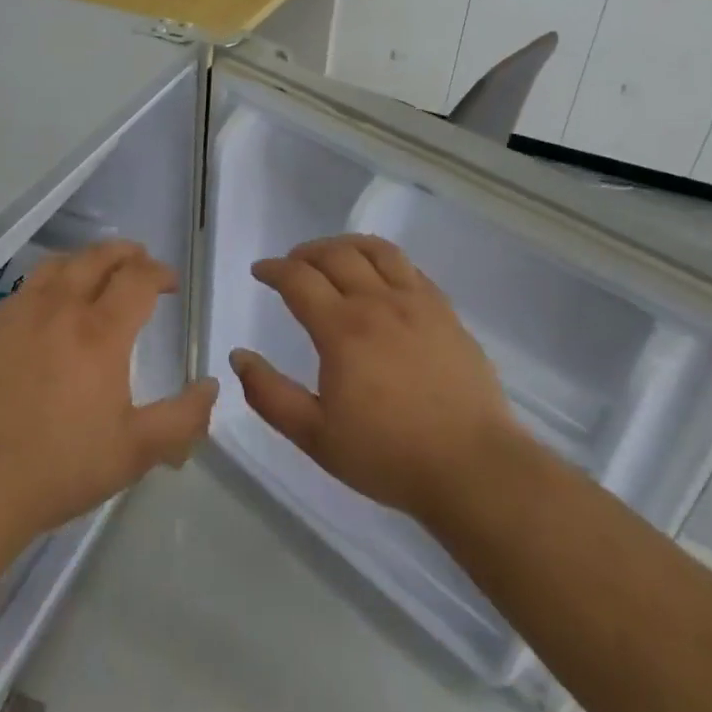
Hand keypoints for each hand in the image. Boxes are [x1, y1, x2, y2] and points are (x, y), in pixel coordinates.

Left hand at [0, 241, 219, 554]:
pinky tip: (48, 308)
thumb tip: (211, 386)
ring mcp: (18, 313)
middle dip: (125, 253)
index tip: (170, 283)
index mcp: (100, 332)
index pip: (138, 278)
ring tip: (96, 274)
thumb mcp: (136, 452)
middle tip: (139, 262)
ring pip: (57, 264)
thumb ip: (183, 418)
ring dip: (85, 260)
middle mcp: (60, 308)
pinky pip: (24, 288)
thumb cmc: (60, 468)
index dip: (160, 272)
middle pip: (97, 257)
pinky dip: (48, 284)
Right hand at [230, 235, 520, 524]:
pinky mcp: (446, 312)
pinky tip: (380, 276)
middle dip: (305, 253)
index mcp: (342, 329)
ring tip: (333, 255)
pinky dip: (384, 260)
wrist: (472, 467)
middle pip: (335, 255)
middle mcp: (378, 303)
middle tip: (291, 264)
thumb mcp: (315, 437)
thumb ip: (270, 395)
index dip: (274, 270)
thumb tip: (238, 357)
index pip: (299, 279)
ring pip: (376, 251)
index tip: (260, 271)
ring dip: (345, 245)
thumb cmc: (388, 455)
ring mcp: (417, 303)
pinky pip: (410, 268)